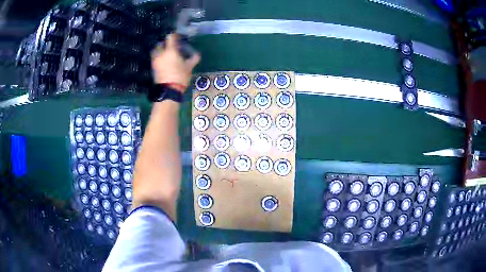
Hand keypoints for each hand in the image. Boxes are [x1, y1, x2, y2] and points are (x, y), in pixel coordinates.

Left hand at [151, 34, 200, 91]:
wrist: (169, 90)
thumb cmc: (180, 76)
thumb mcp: (189, 67)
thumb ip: (193, 58)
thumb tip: (197, 54)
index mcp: (170, 51)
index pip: (170, 37)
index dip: (174, 35)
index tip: (178, 36)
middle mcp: (161, 53)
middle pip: (160, 43)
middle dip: (165, 42)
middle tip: (171, 45)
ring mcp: (155, 60)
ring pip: (156, 50)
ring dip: (160, 49)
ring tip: (166, 52)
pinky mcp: (153, 67)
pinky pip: (155, 58)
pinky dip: (158, 56)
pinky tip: (164, 60)